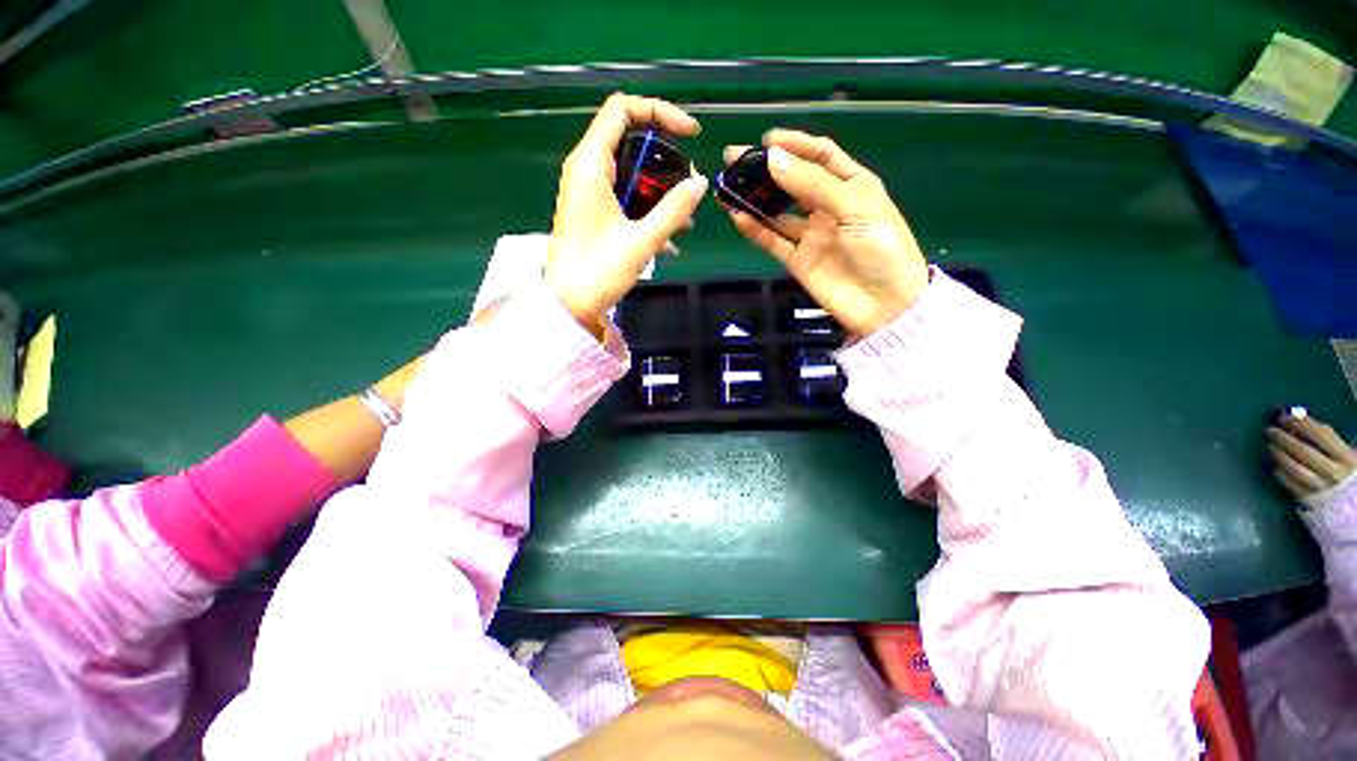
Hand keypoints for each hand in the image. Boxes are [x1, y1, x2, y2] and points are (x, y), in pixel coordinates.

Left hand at [546, 94, 707, 326]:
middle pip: (630, 142)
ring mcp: (588, 194)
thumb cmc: (598, 271)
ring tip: (685, 221)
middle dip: (665, 160)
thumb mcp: (641, 240)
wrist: (567, 305)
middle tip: (689, 186)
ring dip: (659, 192)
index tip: (691, 134)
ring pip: (630, 175)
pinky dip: (647, 211)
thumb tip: (700, 183)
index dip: (660, 112)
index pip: (622, 110)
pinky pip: (624, 199)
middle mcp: (586, 171)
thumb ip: (673, 210)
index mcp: (591, 164)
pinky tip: (668, 242)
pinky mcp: (592, 215)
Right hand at [724, 130, 928, 337]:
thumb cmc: (882, 250)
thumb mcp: (856, 208)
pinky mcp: (798, 260)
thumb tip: (772, 160)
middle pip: (793, 181)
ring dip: (755, 199)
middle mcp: (829, 207)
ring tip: (728, 188)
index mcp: (853, 185)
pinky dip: (756, 230)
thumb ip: (814, 185)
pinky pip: (773, 241)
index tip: (767, 141)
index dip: (796, 144)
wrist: (884, 305)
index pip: (821, 155)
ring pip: (777, 212)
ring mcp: (811, 235)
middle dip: (766, 169)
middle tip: (734, 159)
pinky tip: (738, 217)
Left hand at [1267, 413, 1355, 499]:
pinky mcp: (1307, 499)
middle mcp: (1333, 472)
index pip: (1322, 435)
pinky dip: (1278, 470)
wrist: (1346, 499)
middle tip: (1270, 429)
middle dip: (1284, 438)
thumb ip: (1324, 438)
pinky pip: (1288, 483)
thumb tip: (1300, 421)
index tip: (1285, 417)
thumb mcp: (1340, 452)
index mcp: (1346, 457)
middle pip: (1304, 451)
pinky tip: (1273, 462)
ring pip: (1295, 468)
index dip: (1302, 424)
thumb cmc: (1340, 468)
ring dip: (1278, 453)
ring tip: (1269, 444)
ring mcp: (1319, 487)